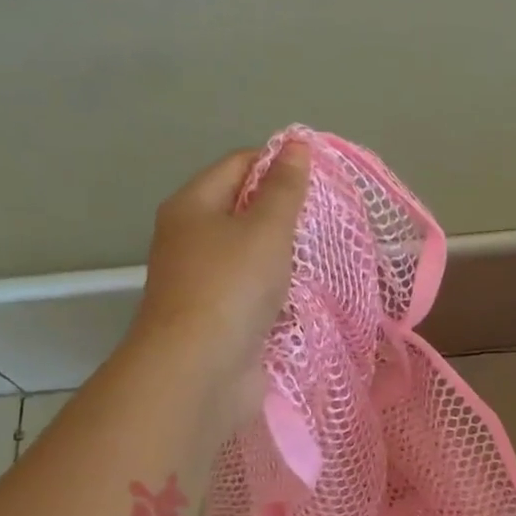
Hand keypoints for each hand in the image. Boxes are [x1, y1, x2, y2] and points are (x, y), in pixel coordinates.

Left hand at [131, 143, 308, 409]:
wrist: (201, 370)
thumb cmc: (232, 287)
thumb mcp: (265, 228)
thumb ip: (284, 189)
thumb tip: (296, 146)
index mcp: (192, 206)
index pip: (237, 165)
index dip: (278, 163)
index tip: (320, 178)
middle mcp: (190, 239)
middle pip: (241, 210)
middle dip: (283, 213)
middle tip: (325, 220)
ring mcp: (202, 283)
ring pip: (249, 256)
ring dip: (282, 257)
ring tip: (322, 256)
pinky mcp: (218, 319)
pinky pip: (253, 294)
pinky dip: (277, 293)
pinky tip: (303, 297)